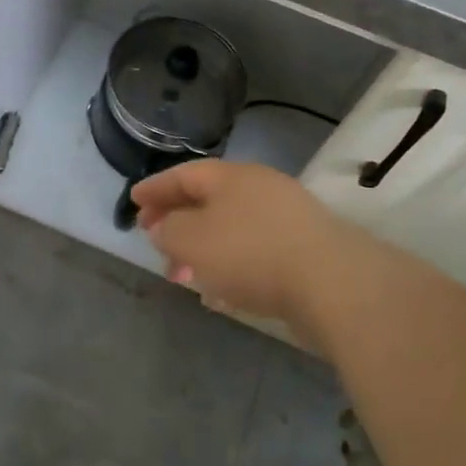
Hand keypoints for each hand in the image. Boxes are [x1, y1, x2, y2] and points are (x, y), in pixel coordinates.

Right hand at [132, 160, 355, 335]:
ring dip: (201, 247)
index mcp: (231, 177)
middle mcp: (259, 188)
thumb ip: (168, 230)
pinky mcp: (303, 249)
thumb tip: (163, 226)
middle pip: (208, 200)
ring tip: (182, 274)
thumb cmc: (251, 253)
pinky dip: (228, 264)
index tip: (133, 201)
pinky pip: (252, 251)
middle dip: (177, 221)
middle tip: (153, 241)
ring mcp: (285, 217)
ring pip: (230, 227)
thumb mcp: (192, 239)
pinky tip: (220, 291)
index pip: (184, 174)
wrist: (332, 283)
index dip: (156, 188)